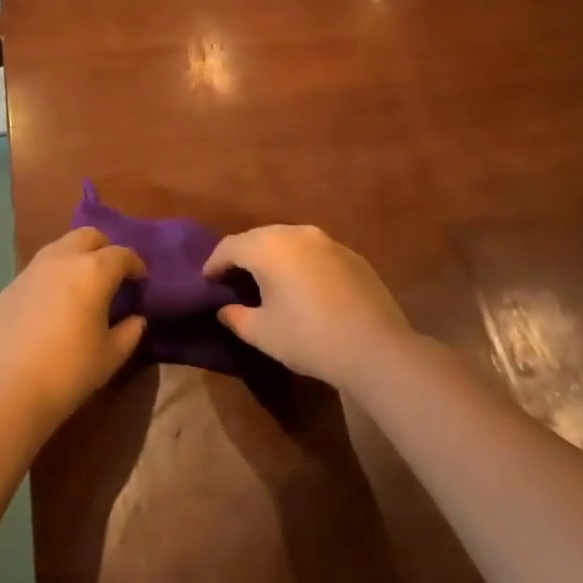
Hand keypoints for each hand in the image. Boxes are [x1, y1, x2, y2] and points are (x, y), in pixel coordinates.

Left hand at [0, 227, 146, 435]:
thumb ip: (129, 332)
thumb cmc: (69, 372)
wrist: (7, 390)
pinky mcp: (10, 286)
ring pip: (60, 247)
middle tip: (111, 275)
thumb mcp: (111, 356)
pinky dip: (52, 277)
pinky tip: (52, 306)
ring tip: (81, 287)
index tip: (140, 280)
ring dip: (76, 258)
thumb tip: (135, 319)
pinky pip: (38, 270)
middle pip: (88, 236)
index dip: (135, 264)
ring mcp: (31, 270)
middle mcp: (62, 259)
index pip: (122, 254)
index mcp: (93, 271)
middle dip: (104, 249)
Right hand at [204, 225, 414, 389]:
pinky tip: (303, 287)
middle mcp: (296, 234)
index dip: (213, 263)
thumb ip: (236, 317)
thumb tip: (225, 308)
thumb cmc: (309, 338)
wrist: (375, 348)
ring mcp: (328, 241)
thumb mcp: (262, 333)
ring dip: (273, 257)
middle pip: (258, 237)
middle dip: (242, 255)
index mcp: (268, 247)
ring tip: (267, 280)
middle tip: (232, 278)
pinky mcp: (351, 256)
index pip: (230, 247)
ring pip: (288, 241)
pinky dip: (300, 263)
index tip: (206, 280)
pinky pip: (314, 252)